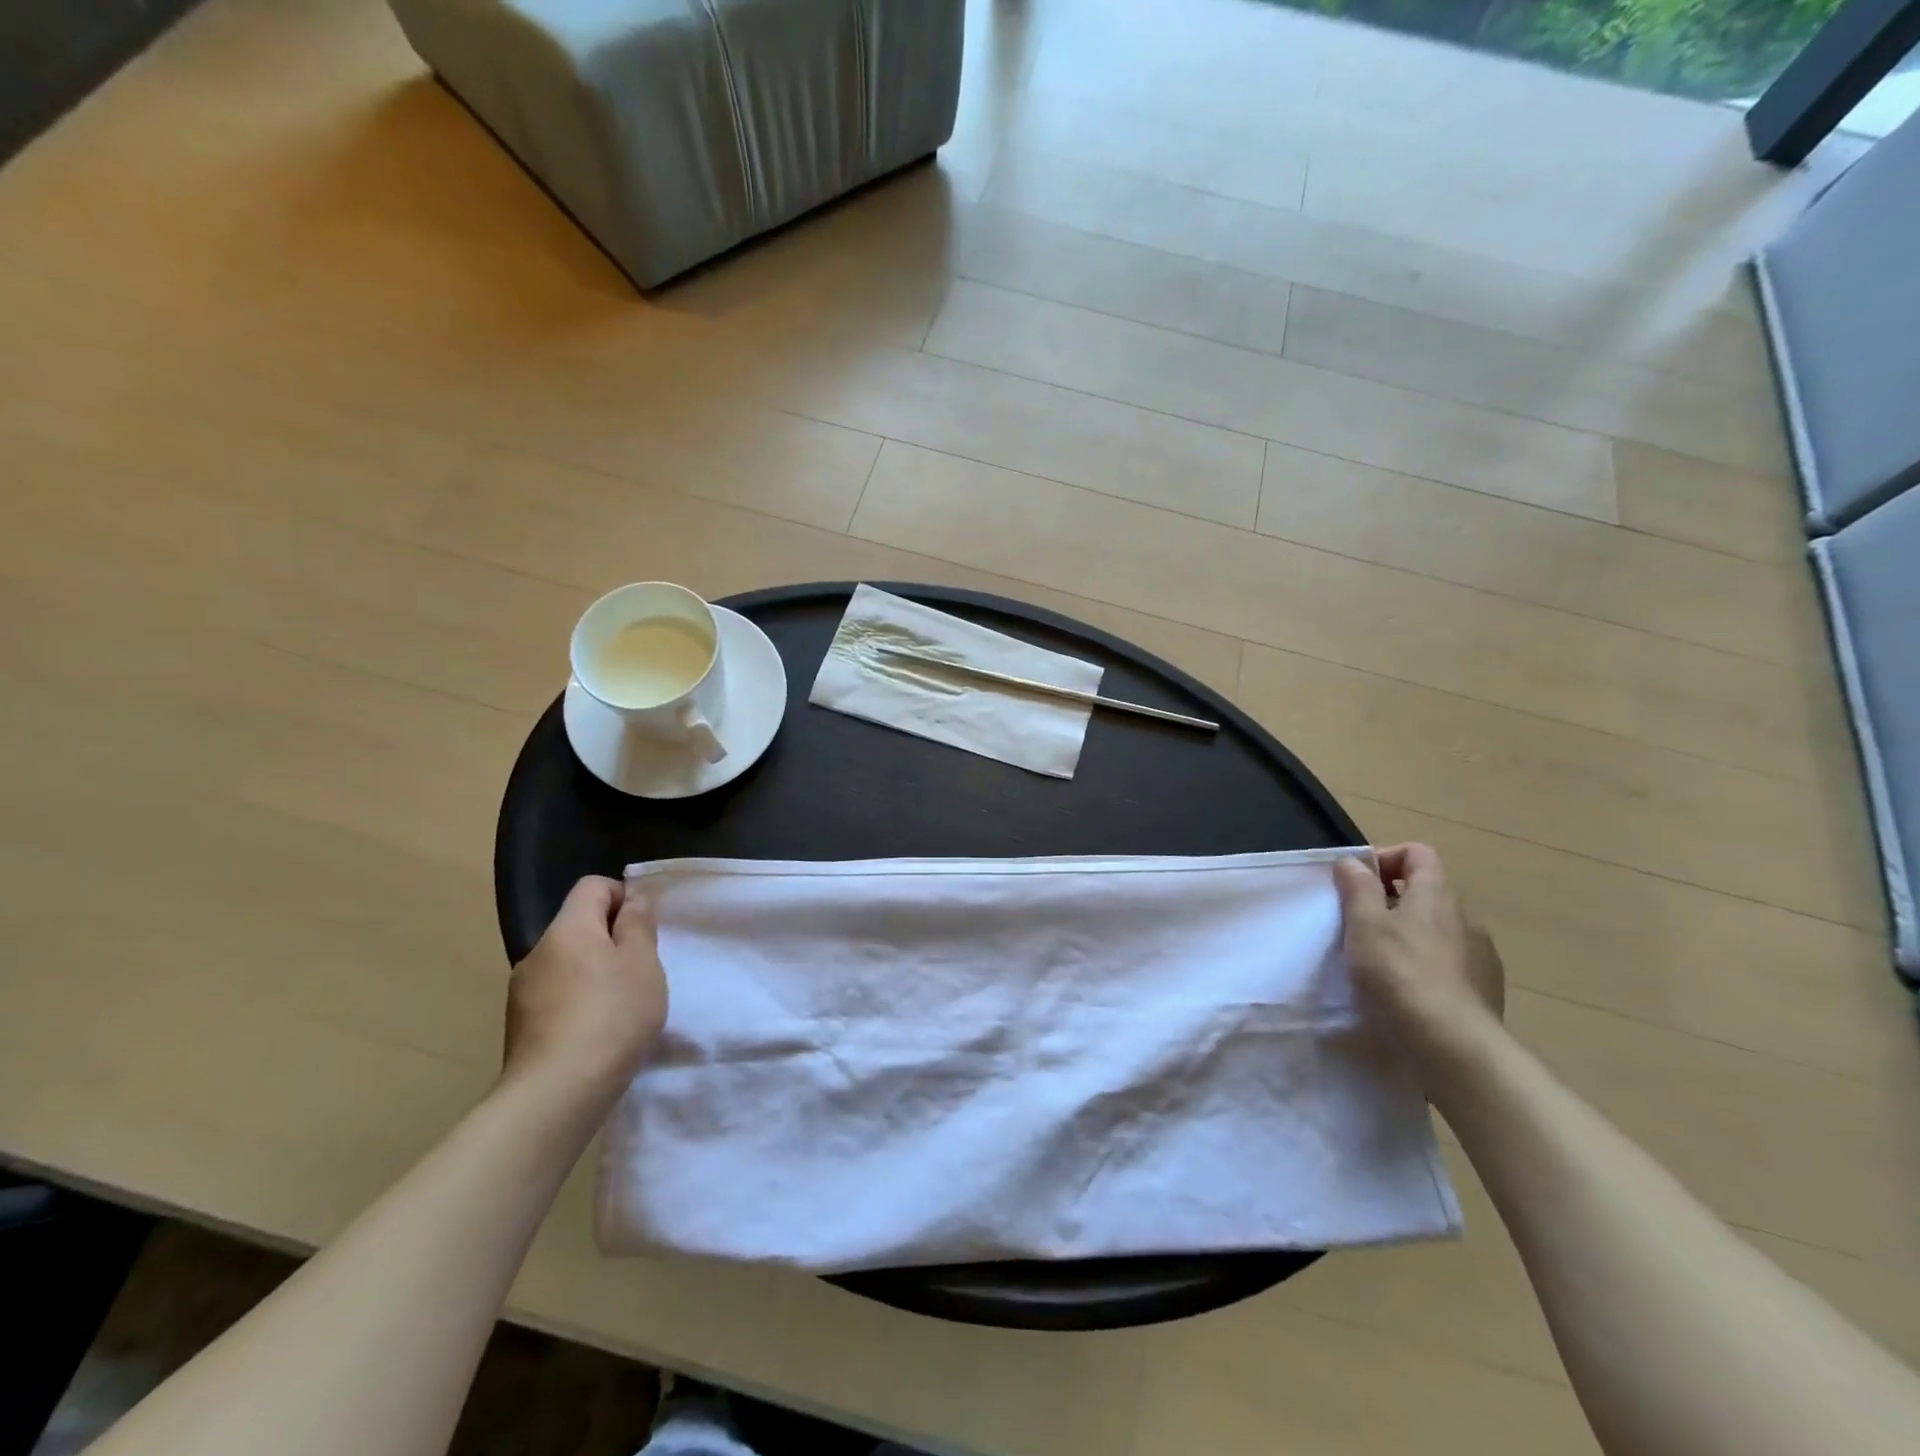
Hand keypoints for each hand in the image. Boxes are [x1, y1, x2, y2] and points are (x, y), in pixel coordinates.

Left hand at [503, 876, 668, 1104]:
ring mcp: (522, 992)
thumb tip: (631, 899)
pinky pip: (556, 997)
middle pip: (579, 926)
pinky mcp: (519, 1028)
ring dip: (595, 974)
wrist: (556, 1095)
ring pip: (568, 964)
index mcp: (567, 928)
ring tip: (621, 1007)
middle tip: (641, 971)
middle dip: (611, 940)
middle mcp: (537, 952)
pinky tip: (597, 1032)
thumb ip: (638, 924)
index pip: (593, 886)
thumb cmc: (611, 1015)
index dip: (623, 896)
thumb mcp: (642, 962)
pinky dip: (579, 1003)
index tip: (645, 928)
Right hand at [1333, 844, 1504, 1070]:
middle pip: (1426, 891)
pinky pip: (1449, 962)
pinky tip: (1406, 991)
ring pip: (1437, 929)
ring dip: (1409, 934)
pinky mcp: (1484, 989)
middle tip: (1358, 924)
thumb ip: (1357, 888)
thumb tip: (1353, 862)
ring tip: (1379, 961)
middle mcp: (1464, 917)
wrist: (1453, 1045)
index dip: (1385, 858)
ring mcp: (1480, 955)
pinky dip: (1426, 965)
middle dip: (1391, 900)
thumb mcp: (1364, 924)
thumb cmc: (1400, 973)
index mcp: (1436, 893)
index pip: (1418, 853)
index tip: (1357, 883)